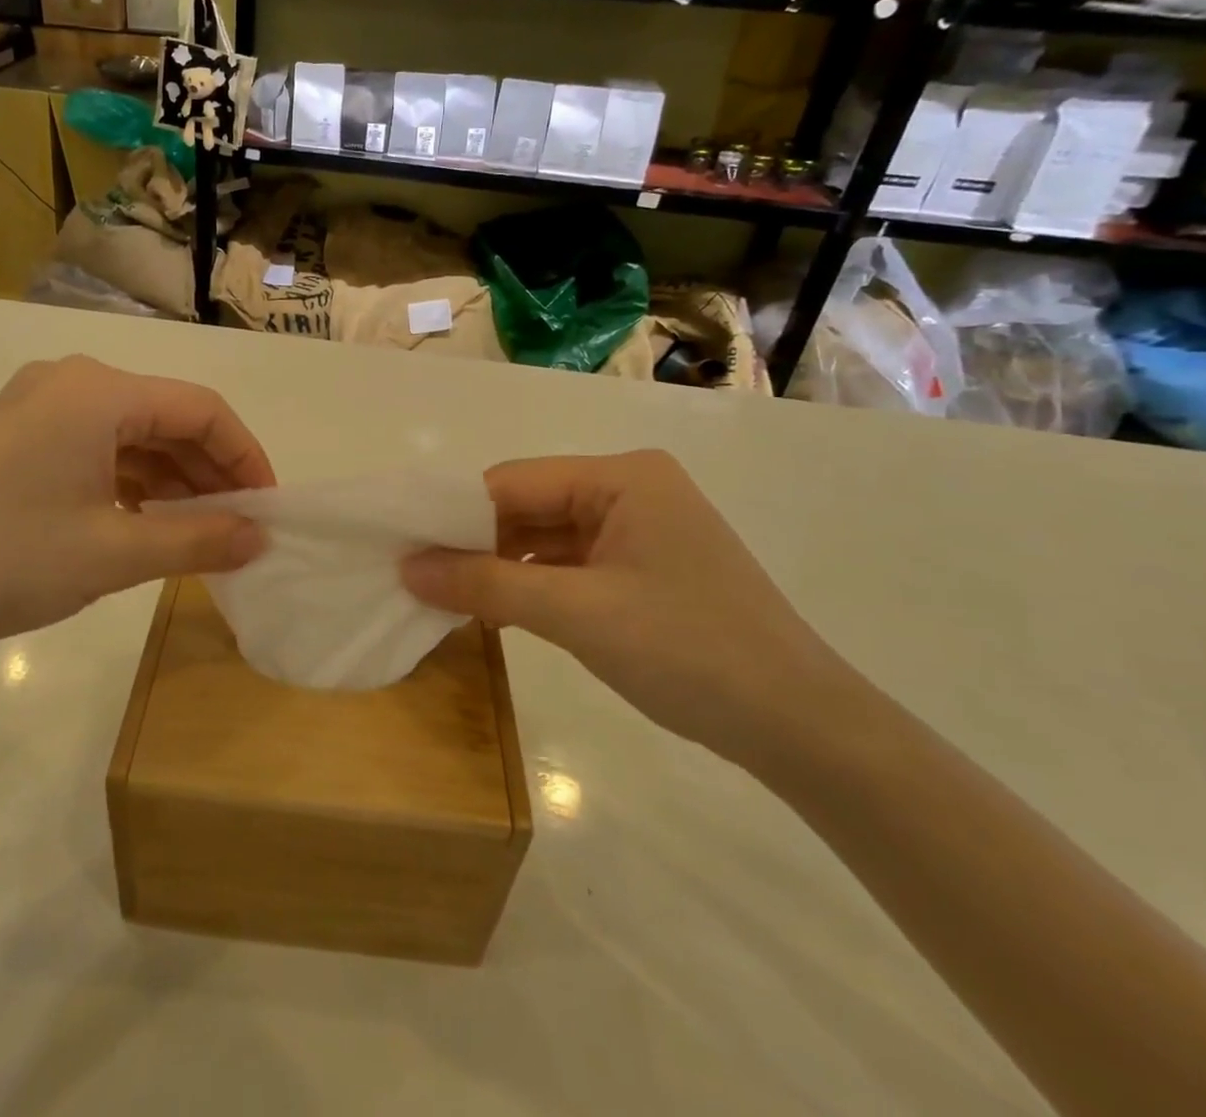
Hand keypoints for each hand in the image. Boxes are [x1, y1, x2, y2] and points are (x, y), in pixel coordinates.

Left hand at [0, 356, 271, 671]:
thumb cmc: (5, 559)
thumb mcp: (114, 553)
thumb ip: (198, 539)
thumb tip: (260, 538)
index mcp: (98, 391)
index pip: (200, 409)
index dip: (245, 456)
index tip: (268, 508)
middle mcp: (72, 382)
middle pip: (166, 417)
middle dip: (210, 471)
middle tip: (239, 526)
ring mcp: (40, 406)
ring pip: (132, 434)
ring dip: (172, 478)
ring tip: (200, 530)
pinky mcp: (19, 435)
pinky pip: (97, 447)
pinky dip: (132, 481)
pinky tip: (146, 520)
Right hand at [402, 451, 849, 771]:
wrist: (801, 728)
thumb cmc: (688, 651)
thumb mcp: (575, 615)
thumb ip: (486, 585)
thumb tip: (407, 568)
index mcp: (621, 477)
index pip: (512, 482)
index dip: (454, 515)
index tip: (404, 548)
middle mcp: (630, 489)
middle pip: (527, 507)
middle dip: (476, 544)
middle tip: (419, 579)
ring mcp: (639, 529)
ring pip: (545, 537)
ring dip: (501, 568)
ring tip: (448, 599)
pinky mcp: (644, 568)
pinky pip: (570, 564)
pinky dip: (533, 585)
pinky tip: (499, 611)